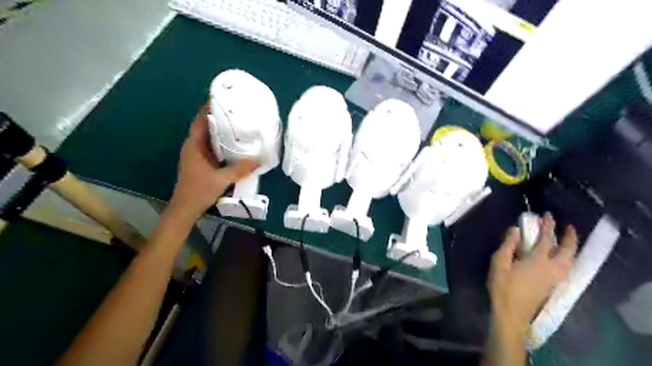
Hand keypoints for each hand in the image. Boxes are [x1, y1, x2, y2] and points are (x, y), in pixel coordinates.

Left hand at [170, 104, 256, 220]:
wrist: (185, 208)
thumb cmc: (199, 190)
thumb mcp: (222, 179)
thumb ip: (240, 169)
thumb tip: (259, 160)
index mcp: (194, 145)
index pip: (200, 120)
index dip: (208, 108)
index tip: (222, 98)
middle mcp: (193, 147)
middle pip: (204, 126)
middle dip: (218, 117)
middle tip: (236, 111)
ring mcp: (195, 155)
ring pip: (208, 137)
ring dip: (219, 131)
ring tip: (237, 125)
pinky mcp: (200, 163)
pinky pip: (211, 147)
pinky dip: (220, 143)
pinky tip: (233, 145)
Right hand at [486, 212, 576, 335]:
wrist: (511, 313)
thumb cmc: (503, 286)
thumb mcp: (500, 262)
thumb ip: (508, 244)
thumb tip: (516, 229)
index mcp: (538, 260)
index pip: (546, 239)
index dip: (548, 226)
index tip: (548, 215)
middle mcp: (552, 268)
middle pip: (567, 251)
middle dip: (570, 238)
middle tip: (568, 227)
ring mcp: (554, 278)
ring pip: (570, 261)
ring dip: (571, 249)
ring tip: (567, 241)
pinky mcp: (552, 285)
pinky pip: (566, 268)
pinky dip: (567, 258)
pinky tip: (561, 258)